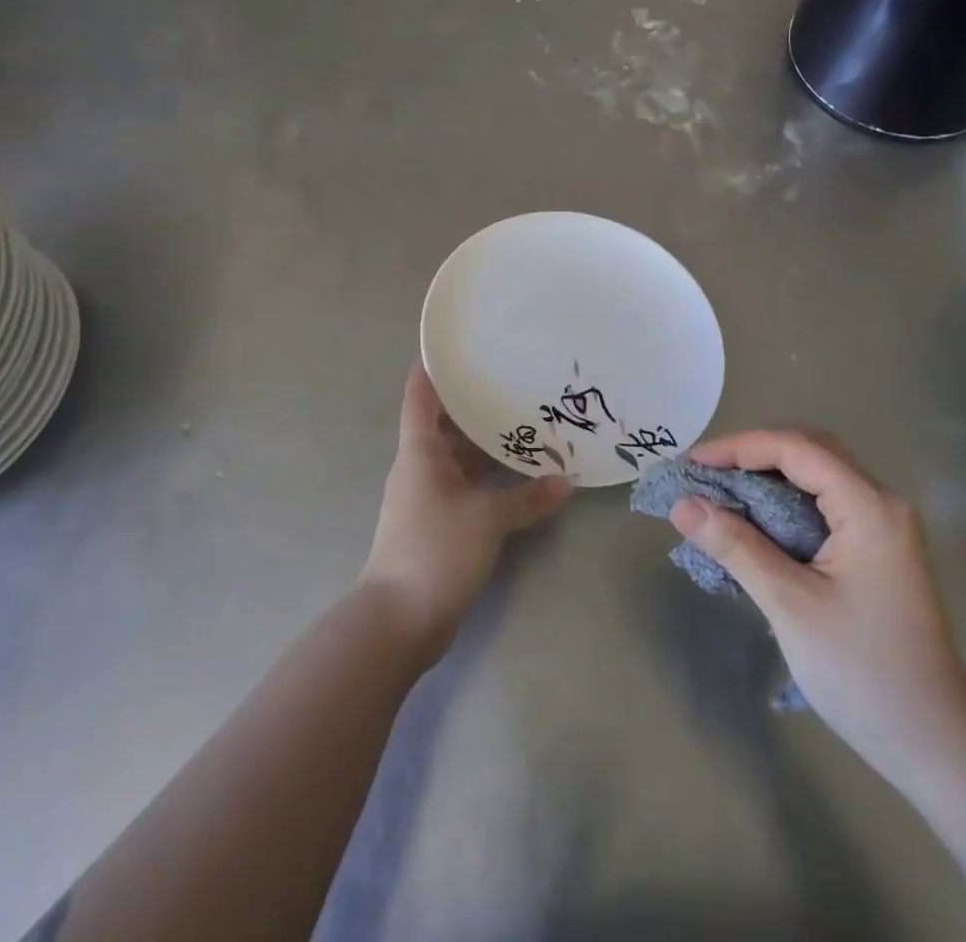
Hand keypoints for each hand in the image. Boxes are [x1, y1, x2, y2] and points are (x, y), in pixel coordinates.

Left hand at [359, 365, 572, 665]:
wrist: (399, 620)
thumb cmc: (435, 550)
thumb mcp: (487, 519)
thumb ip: (527, 498)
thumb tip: (566, 481)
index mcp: (421, 451)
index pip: (421, 397)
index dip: (433, 369)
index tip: (457, 345)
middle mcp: (422, 467)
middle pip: (447, 426)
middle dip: (478, 408)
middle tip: (516, 384)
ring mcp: (429, 498)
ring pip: (461, 459)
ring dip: (489, 448)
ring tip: (529, 427)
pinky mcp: (440, 525)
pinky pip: (468, 488)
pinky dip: (491, 480)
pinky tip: (522, 479)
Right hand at [669, 430, 965, 779]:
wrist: (936, 746)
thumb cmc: (863, 673)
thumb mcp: (789, 605)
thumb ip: (736, 546)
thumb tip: (682, 505)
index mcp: (869, 506)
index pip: (796, 448)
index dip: (739, 447)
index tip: (691, 464)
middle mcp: (881, 503)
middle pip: (810, 451)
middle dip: (753, 454)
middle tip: (705, 474)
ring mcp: (884, 527)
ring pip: (818, 476)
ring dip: (769, 476)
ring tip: (721, 492)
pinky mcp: (878, 550)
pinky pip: (825, 504)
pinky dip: (786, 502)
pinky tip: (757, 523)